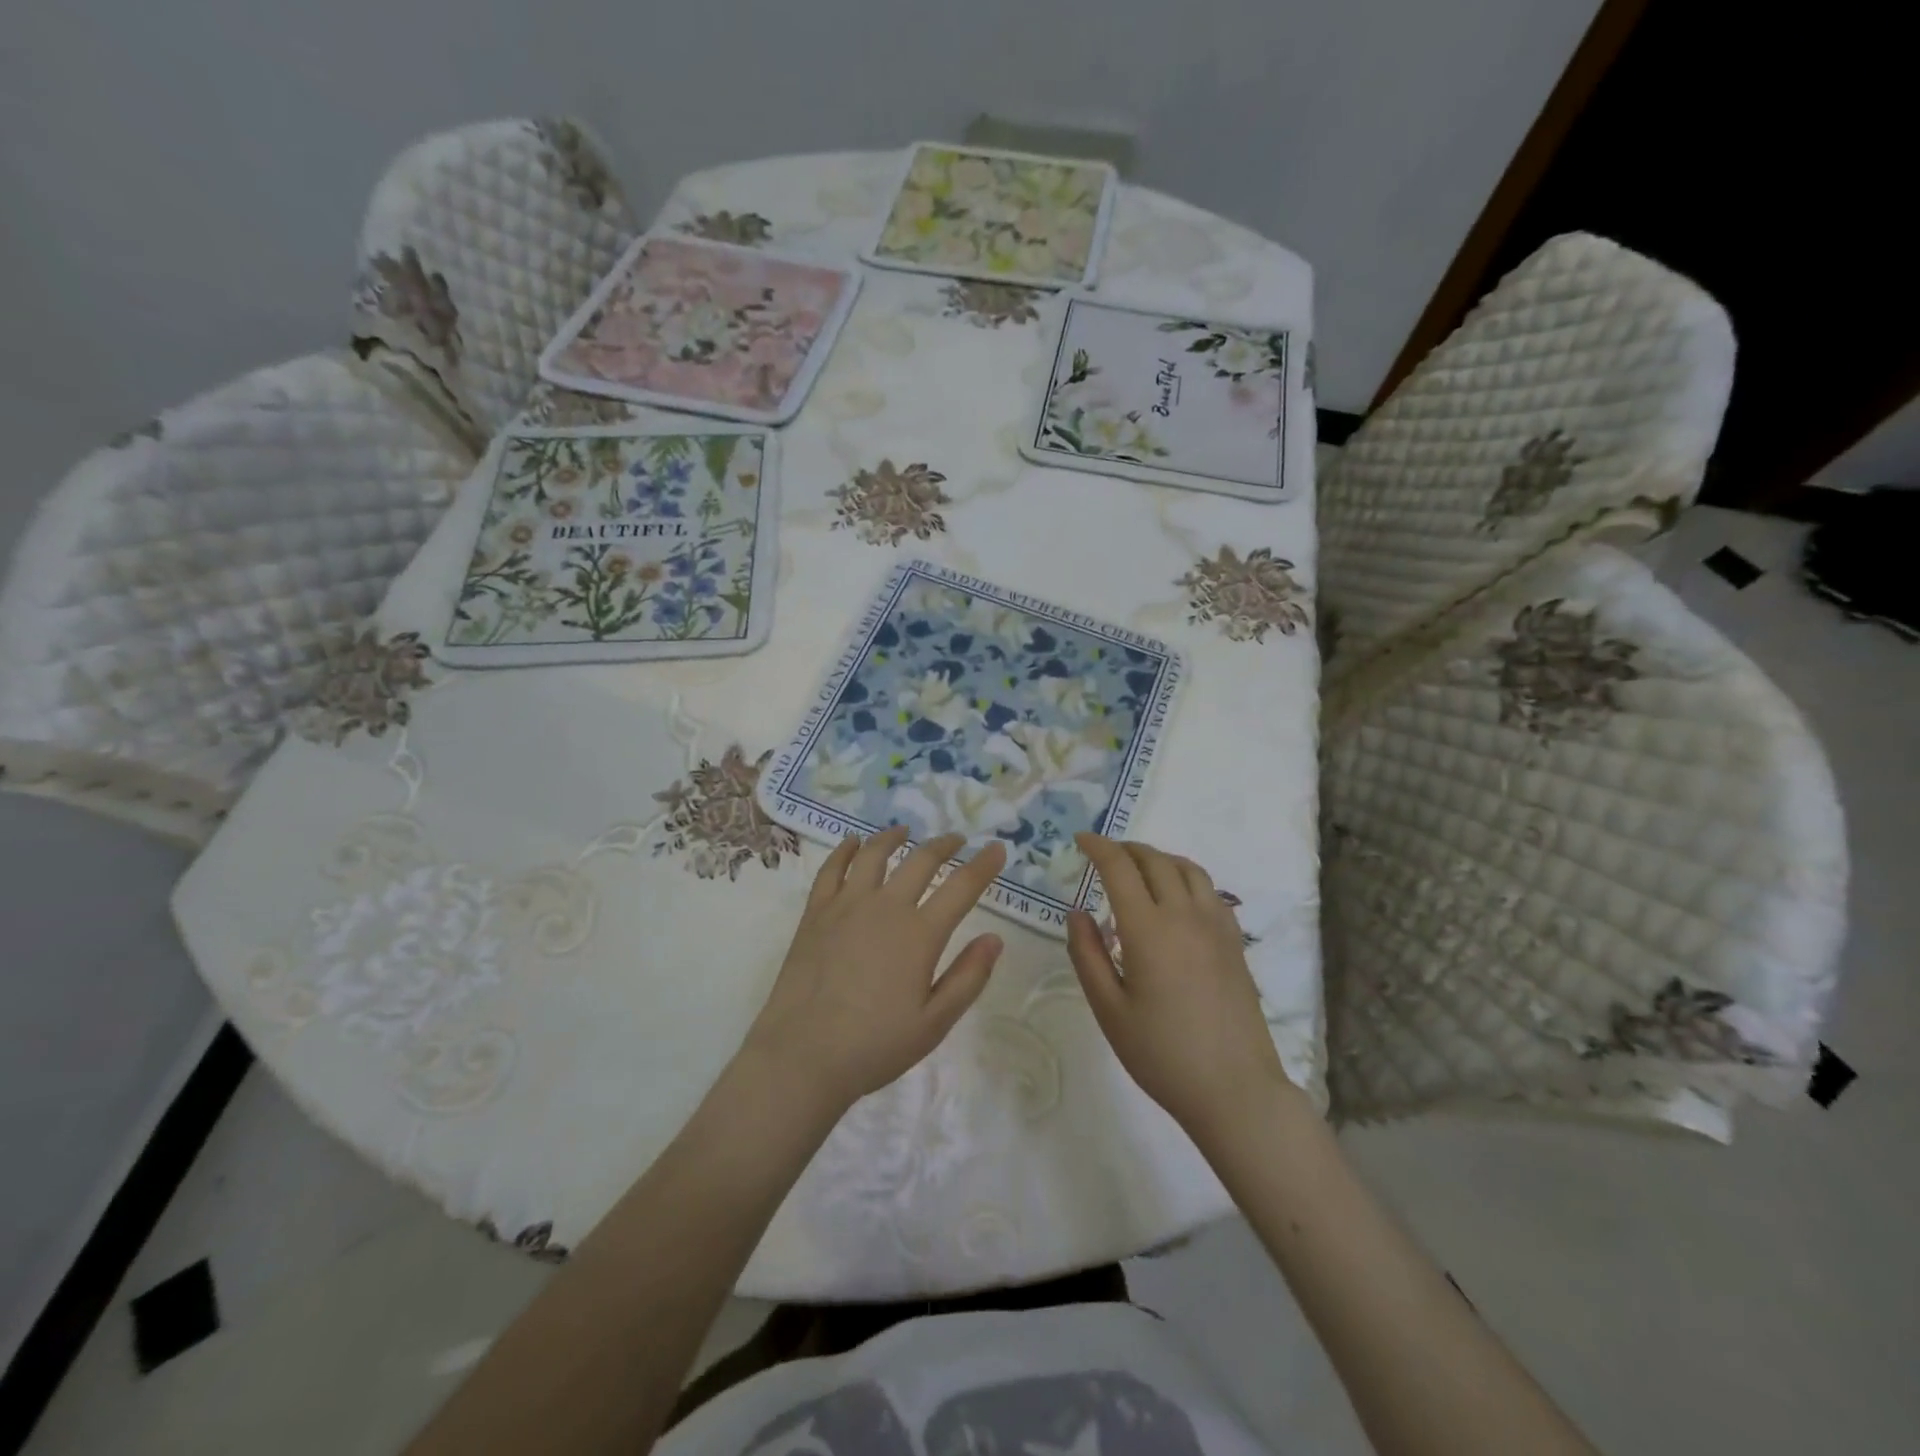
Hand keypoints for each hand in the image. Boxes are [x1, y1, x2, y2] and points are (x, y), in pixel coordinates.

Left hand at [743, 827, 1007, 1113]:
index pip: (961, 887)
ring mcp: (846, 905)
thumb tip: (995, 938)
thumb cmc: (875, 1046)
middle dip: (944, 845)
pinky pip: (832, 869)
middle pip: (920, 861)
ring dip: (893, 837)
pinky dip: (845, 850)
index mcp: (920, 934)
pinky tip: (852, 842)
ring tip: (904, 830)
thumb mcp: (934, 1023)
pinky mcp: (816, 913)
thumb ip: (968, 978)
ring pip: (874, 855)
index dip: (983, 865)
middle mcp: (885, 907)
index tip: (996, 849)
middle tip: (956, 839)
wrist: (803, 1056)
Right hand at [1067, 834, 1297, 1141]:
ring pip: (1187, 869)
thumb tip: (1077, 912)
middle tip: (1104, 854)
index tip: (1081, 840)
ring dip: (1158, 858)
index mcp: (1148, 929)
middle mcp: (1184, 915)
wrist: (1235, 1089)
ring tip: (1139, 869)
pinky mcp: (1234, 941)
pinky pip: (1209, 890)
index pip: (1120, 868)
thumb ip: (1087, 955)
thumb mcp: (1109, 1010)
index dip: (1098, 847)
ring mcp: (1216, 926)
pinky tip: (1175, 899)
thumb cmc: (1162, 1054)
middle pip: (1155, 860)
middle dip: (1126, 848)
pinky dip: (1185, 877)